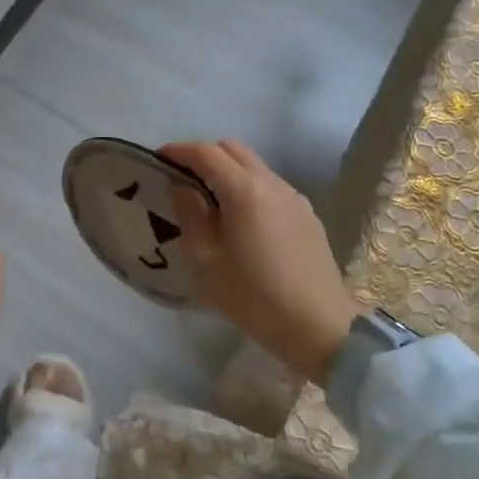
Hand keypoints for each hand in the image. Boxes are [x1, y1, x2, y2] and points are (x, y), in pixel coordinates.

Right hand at [159, 140, 358, 381]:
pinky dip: (249, 188)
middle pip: (233, 149)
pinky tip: (243, 221)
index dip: (179, 150)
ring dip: (229, 171)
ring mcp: (294, 198)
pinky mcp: (307, 215)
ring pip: (255, 166)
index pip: (206, 153)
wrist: (319, 328)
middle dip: (204, 155)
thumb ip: (190, 214)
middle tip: (183, 179)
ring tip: (211, 202)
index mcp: (244, 191)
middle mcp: (271, 183)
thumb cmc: (253, 297)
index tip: (159, 158)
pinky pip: (271, 186)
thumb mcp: (205, 261)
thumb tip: (181, 186)